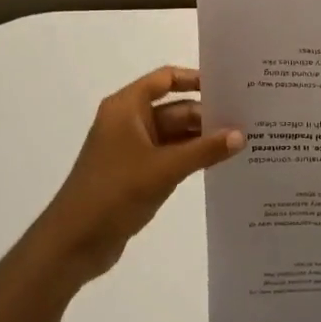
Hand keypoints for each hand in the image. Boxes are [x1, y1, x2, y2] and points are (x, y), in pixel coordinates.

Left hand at [33, 67, 243, 285]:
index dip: (195, 78)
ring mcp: (133, 149)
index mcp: (126, 108)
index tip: (228, 86)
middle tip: (247, 120)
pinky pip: (171, 157)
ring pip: (175, 135)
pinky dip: (192, 158)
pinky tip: (220, 164)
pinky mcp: (137, 174)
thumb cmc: (114, 192)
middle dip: (207, 114)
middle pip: (175, 108)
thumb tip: (241, 135)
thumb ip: (204, 150)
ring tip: (243, 141)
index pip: (165, 79)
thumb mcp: (164, 168)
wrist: (74, 242)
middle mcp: (129, 122)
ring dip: (202, 139)